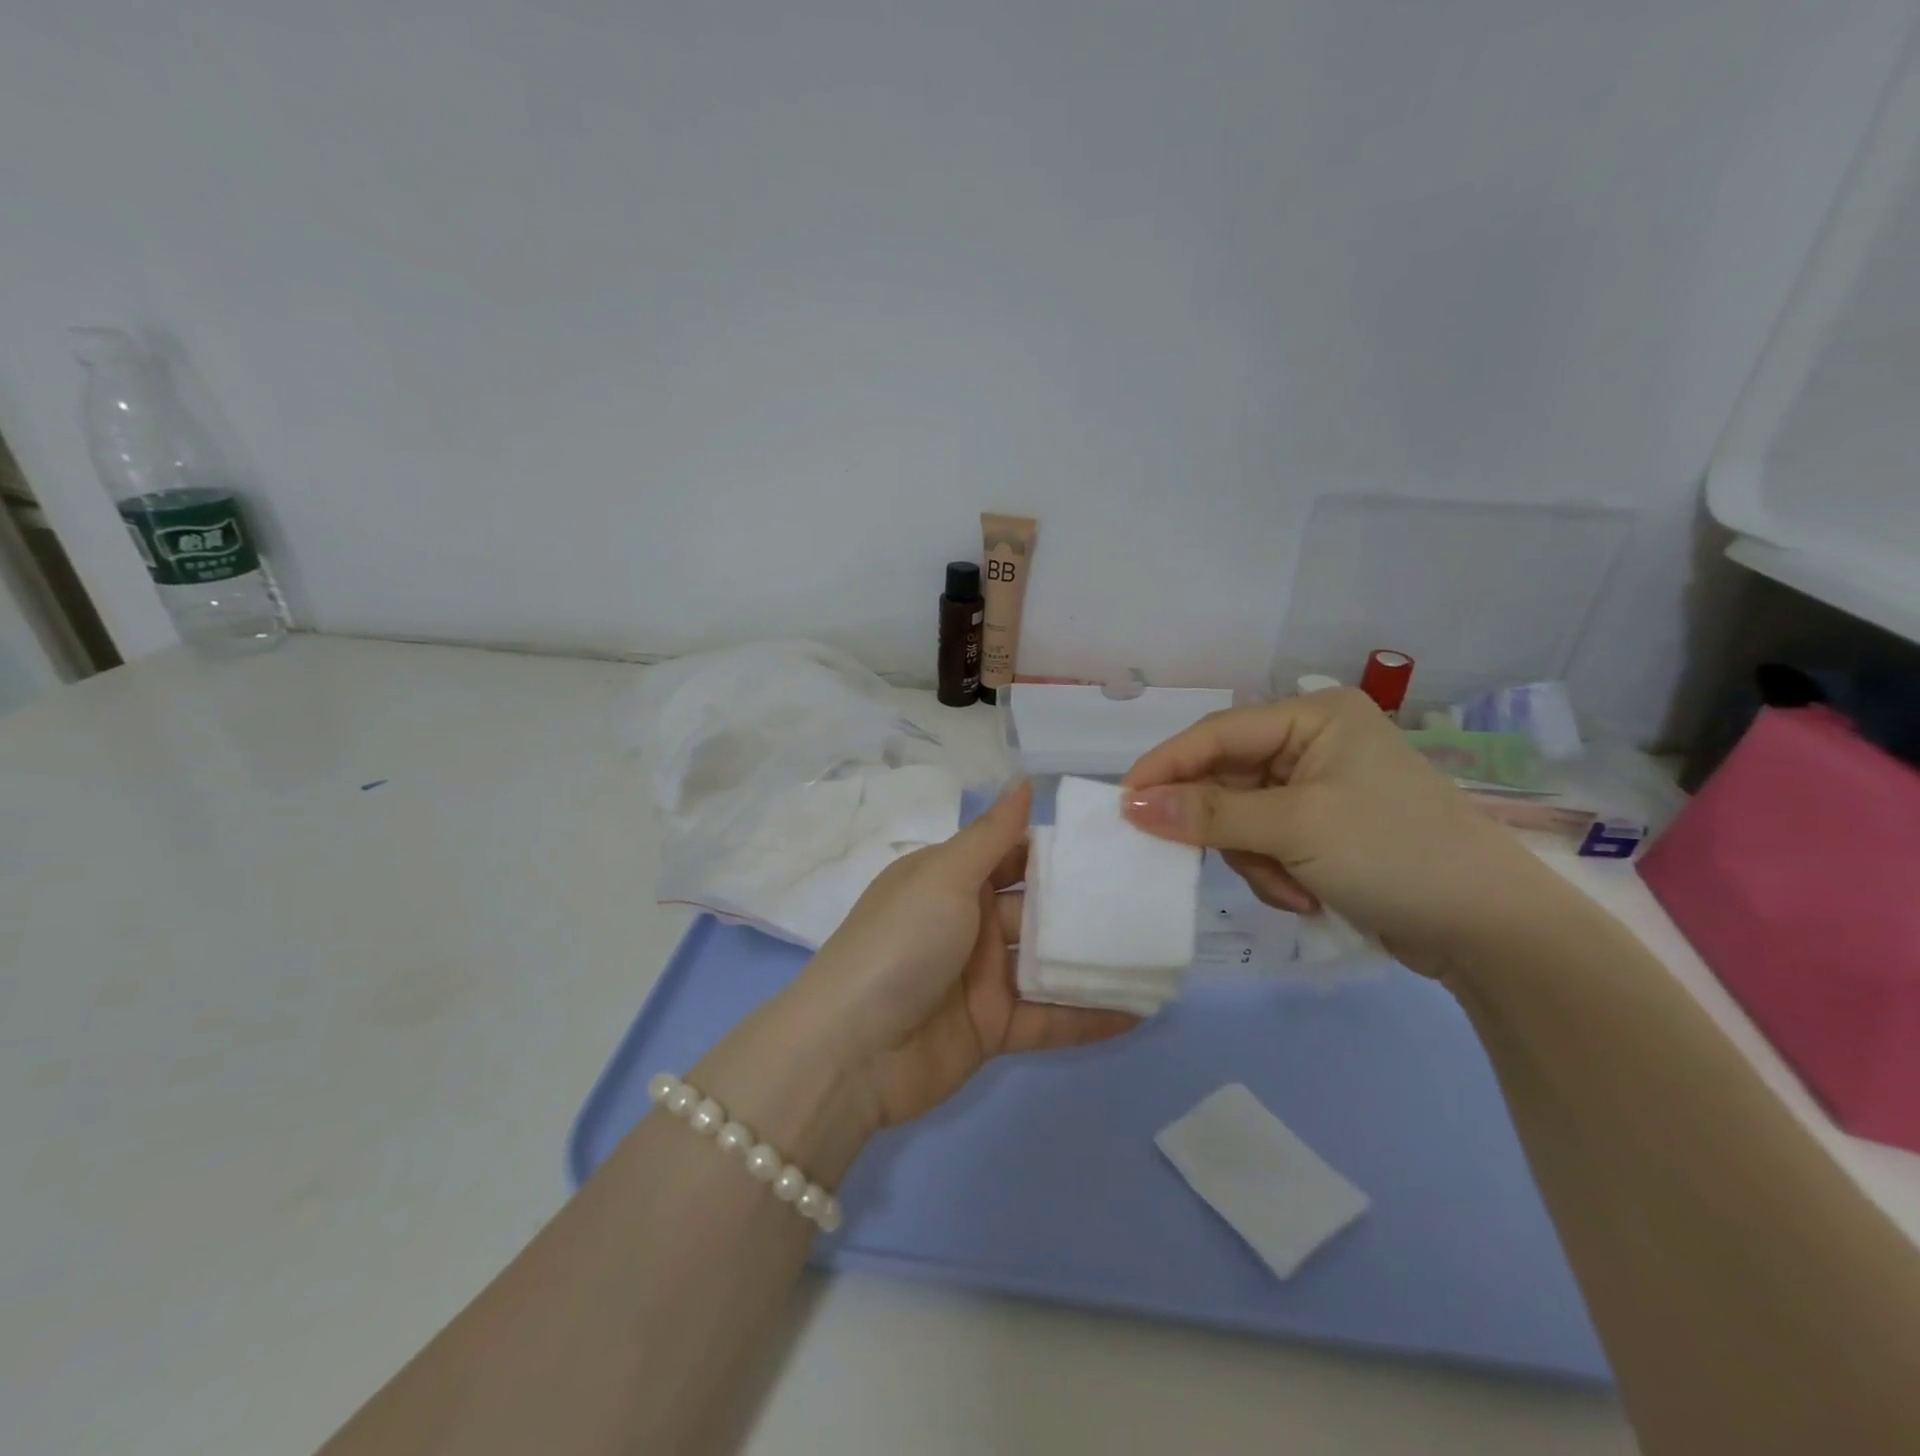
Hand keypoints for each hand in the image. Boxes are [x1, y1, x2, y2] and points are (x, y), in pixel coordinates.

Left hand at [793, 782, 1136, 1126]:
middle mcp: (967, 925)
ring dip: (1095, 962)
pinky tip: (1142, 1010)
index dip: (1057, 851)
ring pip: (1049, 965)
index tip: (1114, 844)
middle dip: (1086, 906)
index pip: (1012, 857)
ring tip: (1158, 953)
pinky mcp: (993, 1029)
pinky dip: (1090, 1016)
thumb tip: (1024, 781)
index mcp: (949, 881)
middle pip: (1037, 910)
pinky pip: (1049, 1019)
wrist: (850, 1051)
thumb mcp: (943, 877)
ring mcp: (981, 979)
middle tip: (1151, 898)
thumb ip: (990, 835)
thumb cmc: (900, 944)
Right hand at [1120, 688, 1564, 975]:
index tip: (1123, 803)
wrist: (1491, 930)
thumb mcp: (1295, 828)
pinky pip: (1266, 842)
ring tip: (1291, 888)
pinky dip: (1274, 872)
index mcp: (1312, 717)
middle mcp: (1312, 743)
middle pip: (1226, 778)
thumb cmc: (1393, 853)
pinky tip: (1305, 895)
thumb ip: (1209, 814)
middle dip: (1225, 829)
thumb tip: (1132, 805)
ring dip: (1254, 859)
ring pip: (1241, 818)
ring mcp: (1319, 788)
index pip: (1217, 733)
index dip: (1166, 767)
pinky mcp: (1324, 830)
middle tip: (1206, 860)